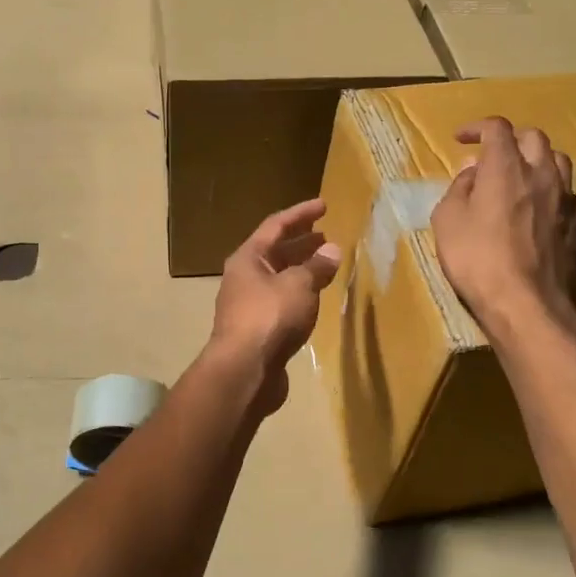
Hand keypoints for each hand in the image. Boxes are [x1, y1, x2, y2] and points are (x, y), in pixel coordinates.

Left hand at [208, 199, 341, 414]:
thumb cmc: (270, 317)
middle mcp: (243, 278)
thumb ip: (316, 266)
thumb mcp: (299, 285)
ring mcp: (248, 305)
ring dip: (301, 269)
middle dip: (300, 242)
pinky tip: (315, 299)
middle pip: (274, 252)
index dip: (300, 213)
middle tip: (326, 235)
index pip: (275, 226)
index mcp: (248, 259)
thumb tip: (331, 250)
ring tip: (326, 265)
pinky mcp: (257, 330)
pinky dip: (299, 294)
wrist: (244, 371)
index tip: (323, 205)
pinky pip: (280, 302)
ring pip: (278, 278)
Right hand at [431, 117, 575, 335]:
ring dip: (536, 160)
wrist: (525, 303)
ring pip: (557, 161)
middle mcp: (541, 174)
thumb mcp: (448, 220)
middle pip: (533, 137)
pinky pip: (566, 193)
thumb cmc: (476, 259)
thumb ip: (459, 189)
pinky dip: (549, 190)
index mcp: (506, 167)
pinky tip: (536, 208)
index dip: (477, 127)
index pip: (497, 128)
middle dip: (510, 139)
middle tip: (490, 155)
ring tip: (518, 176)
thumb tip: (472, 172)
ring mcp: (565, 200)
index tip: (461, 138)